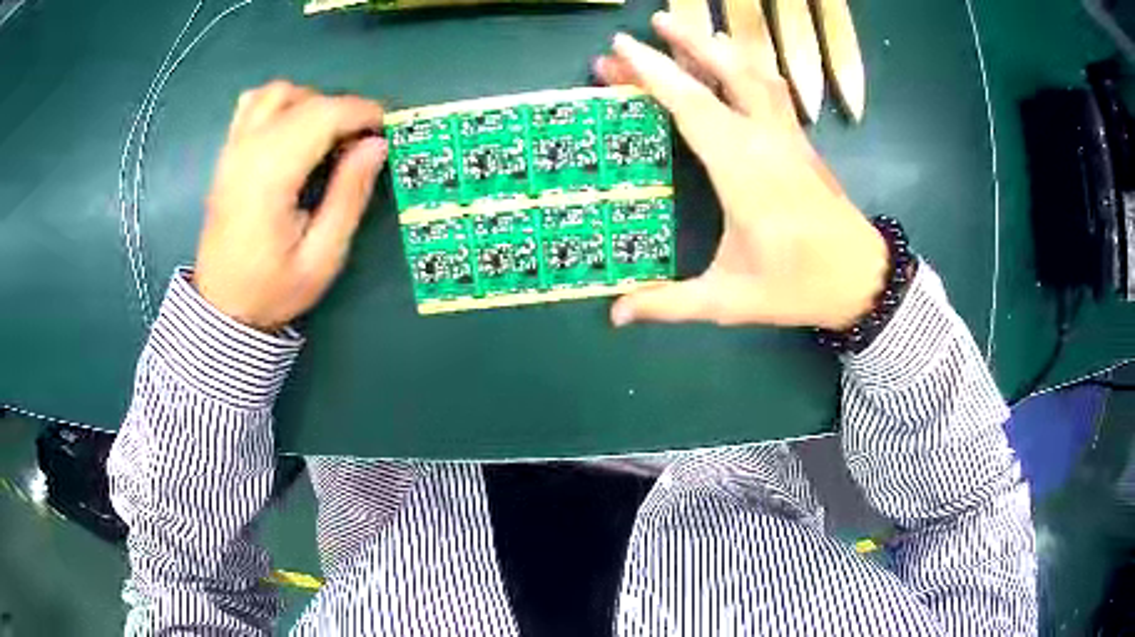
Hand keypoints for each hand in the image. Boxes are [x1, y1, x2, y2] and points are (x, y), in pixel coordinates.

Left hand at [195, 81, 386, 330]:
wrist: (222, 309)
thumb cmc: (272, 290)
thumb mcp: (322, 257)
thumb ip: (349, 196)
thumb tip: (376, 146)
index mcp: (270, 178)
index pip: (322, 115)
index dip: (362, 112)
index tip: (386, 129)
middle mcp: (247, 152)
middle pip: (304, 100)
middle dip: (342, 109)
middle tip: (360, 142)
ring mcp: (233, 149)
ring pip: (277, 92)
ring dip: (310, 102)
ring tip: (325, 135)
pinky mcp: (227, 153)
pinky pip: (253, 104)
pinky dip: (280, 105)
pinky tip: (292, 130)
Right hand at [595, 13, 887, 330]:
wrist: (863, 280)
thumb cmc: (798, 287)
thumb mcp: (730, 299)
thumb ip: (672, 304)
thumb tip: (617, 315)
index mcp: (744, 171)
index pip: (692, 106)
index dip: (655, 73)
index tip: (623, 48)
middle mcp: (766, 140)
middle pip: (725, 73)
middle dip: (686, 42)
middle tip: (653, 22)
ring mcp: (788, 136)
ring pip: (754, 74)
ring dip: (719, 48)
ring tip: (689, 31)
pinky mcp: (801, 141)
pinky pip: (773, 89)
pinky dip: (749, 67)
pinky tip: (737, 63)